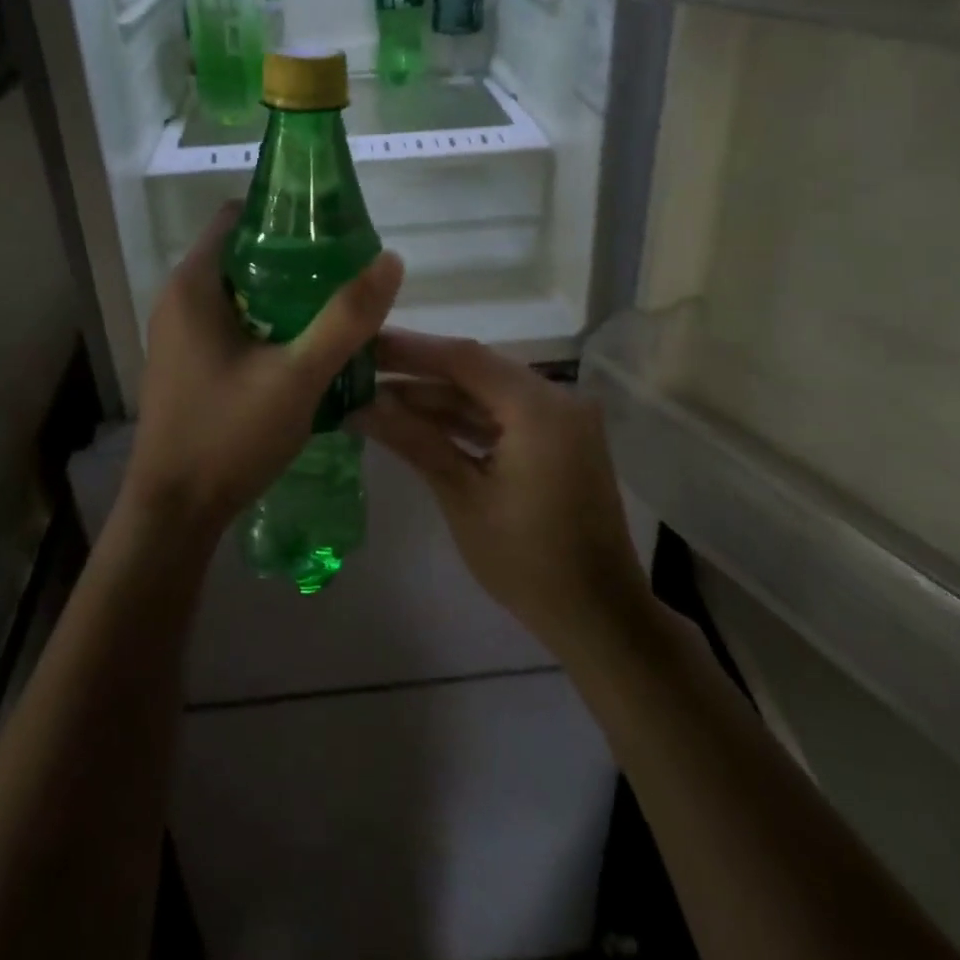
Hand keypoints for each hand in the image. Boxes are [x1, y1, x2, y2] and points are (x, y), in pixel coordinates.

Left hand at [126, 203, 404, 538]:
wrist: (174, 513)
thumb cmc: (228, 435)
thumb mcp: (298, 376)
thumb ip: (346, 319)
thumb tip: (389, 260)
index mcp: (194, 284)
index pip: (239, 216)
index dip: (287, 215)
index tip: (334, 231)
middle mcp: (179, 298)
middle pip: (245, 252)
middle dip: (296, 258)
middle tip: (347, 275)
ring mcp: (180, 332)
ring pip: (242, 290)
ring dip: (286, 294)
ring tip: (336, 309)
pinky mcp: (188, 361)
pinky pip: (234, 321)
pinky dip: (269, 322)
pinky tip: (305, 347)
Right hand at [356, 331, 649, 649]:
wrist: (599, 616)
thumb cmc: (528, 562)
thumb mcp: (464, 497)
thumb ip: (414, 440)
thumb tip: (360, 405)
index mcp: (539, 408)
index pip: (464, 359)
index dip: (410, 349)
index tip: (363, 343)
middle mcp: (556, 399)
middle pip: (476, 371)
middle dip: (418, 371)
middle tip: (363, 368)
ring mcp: (559, 419)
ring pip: (487, 394)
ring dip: (437, 397)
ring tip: (377, 395)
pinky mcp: (557, 440)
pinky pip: (503, 416)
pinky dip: (463, 419)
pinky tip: (418, 420)